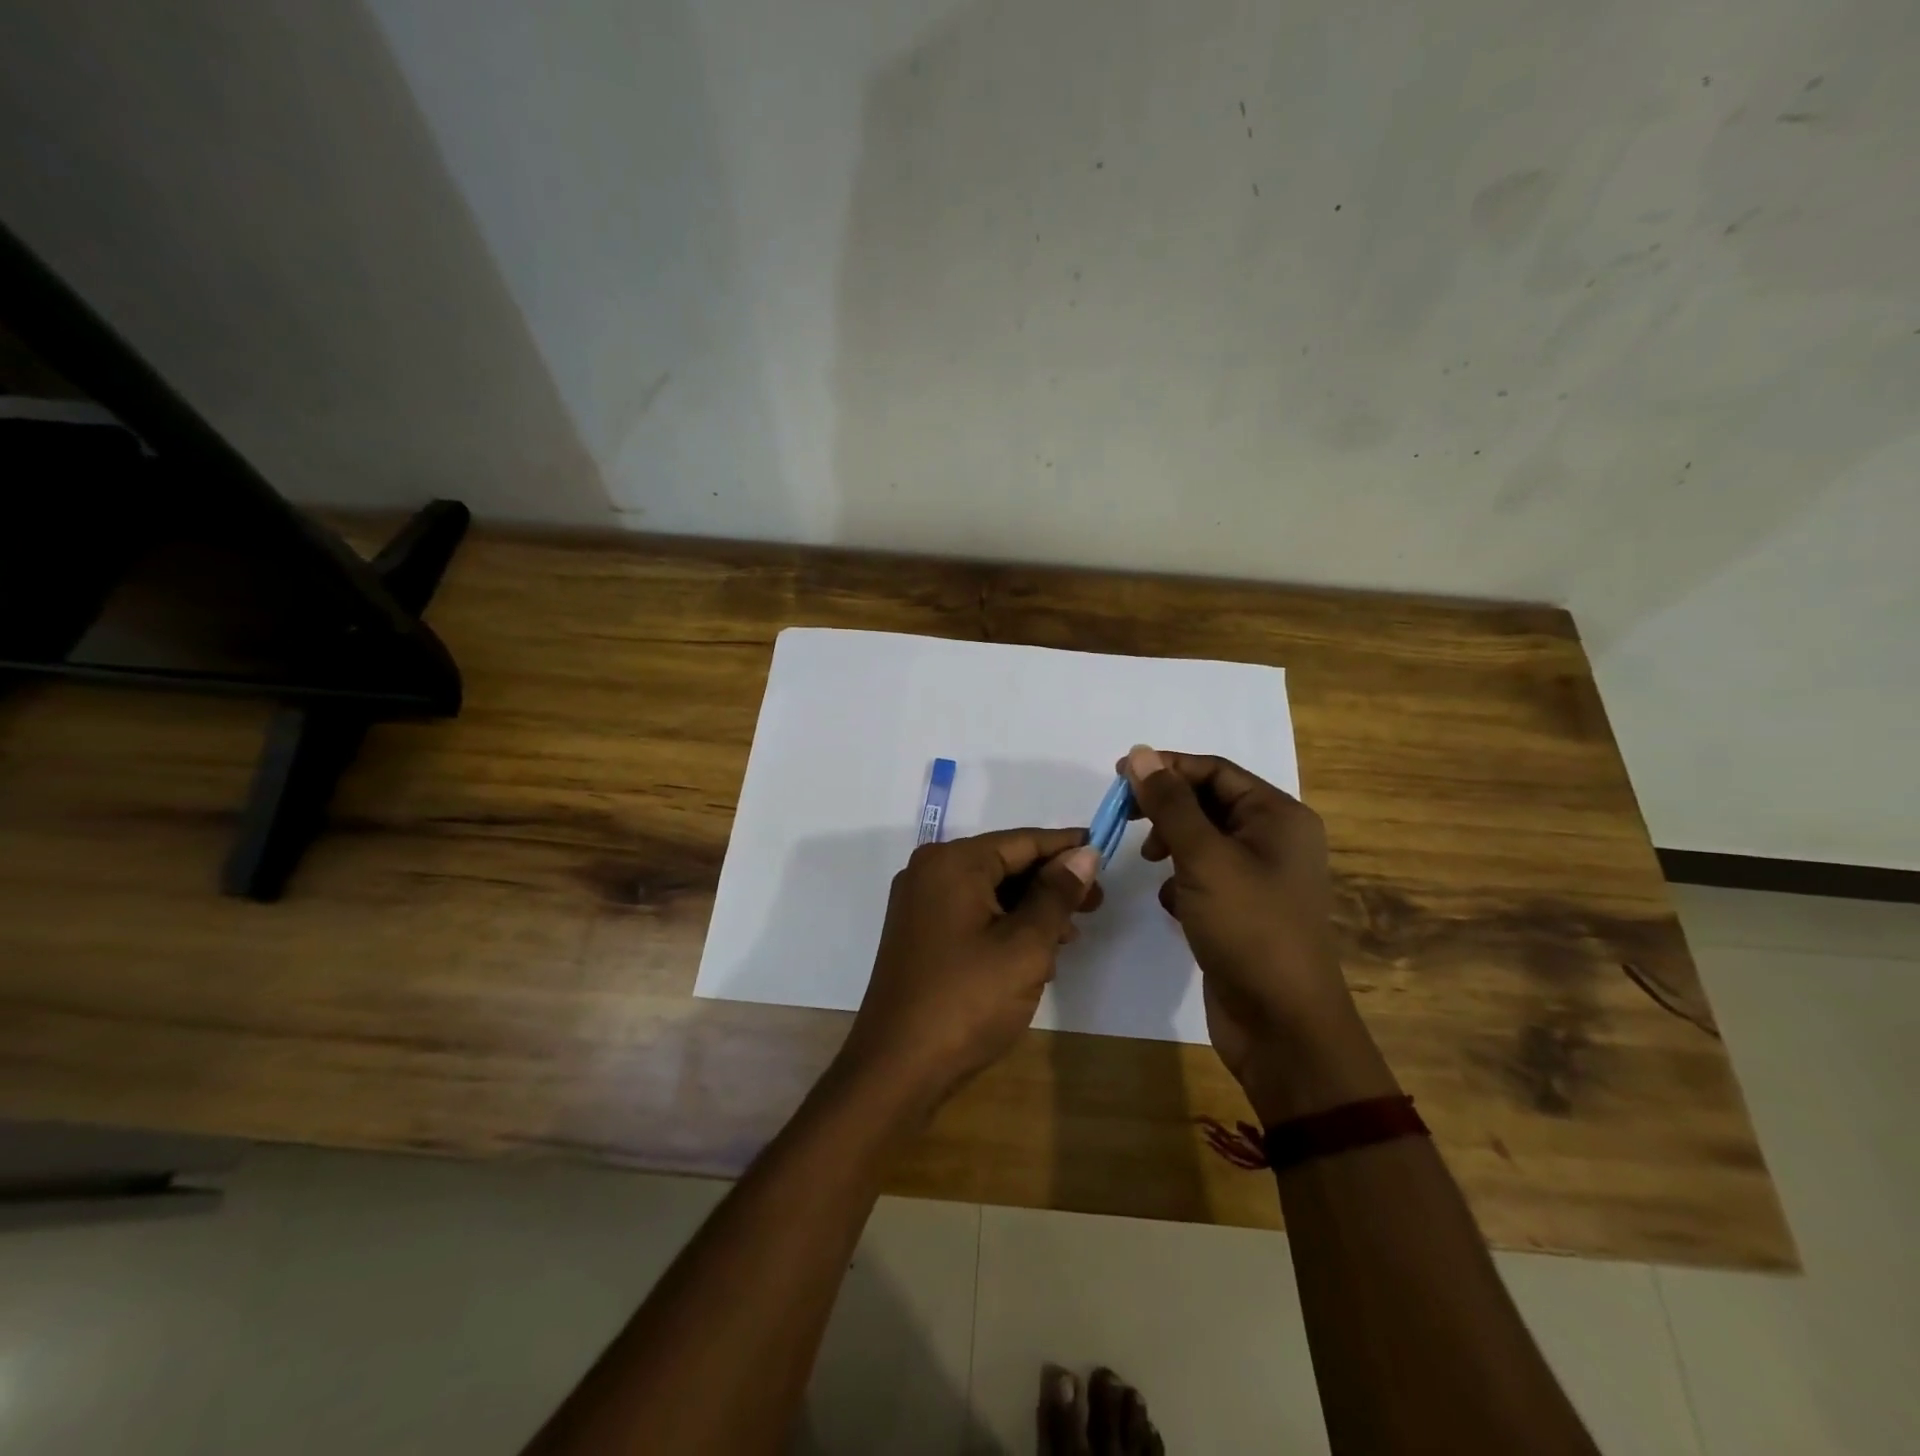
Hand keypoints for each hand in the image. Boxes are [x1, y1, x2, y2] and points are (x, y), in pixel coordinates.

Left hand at [836, 829, 1100, 1115]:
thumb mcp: (1025, 946)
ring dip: (1031, 908)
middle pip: (1004, 862)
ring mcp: (920, 903)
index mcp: (953, 862)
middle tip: (1096, 905)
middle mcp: (930, 871)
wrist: (897, 1068)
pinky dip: (1005, 925)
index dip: (1067, 847)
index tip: (1105, 853)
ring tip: (1070, 936)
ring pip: (990, 890)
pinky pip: (971, 912)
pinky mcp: (919, 933)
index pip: (1022, 841)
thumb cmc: (967, 1000)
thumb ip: (1057, 895)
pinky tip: (1034, 954)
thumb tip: (1084, 853)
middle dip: (1051, 882)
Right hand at [1121, 745, 1395, 1119]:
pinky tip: (1172, 906)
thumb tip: (1140, 754)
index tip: (1119, 776)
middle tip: (1124, 818)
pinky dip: (1182, 882)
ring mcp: (1260, 878)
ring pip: (1203, 841)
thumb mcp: (1204, 858)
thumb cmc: (1249, 928)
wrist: (1283, 1025)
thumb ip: (1170, 805)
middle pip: (1208, 803)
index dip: (1166, 768)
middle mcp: (1274, 839)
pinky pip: (1205, 876)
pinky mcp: (1243, 910)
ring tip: (1151, 864)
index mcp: (1278, 816)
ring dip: (1172, 845)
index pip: (1214, 771)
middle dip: (1166, 809)